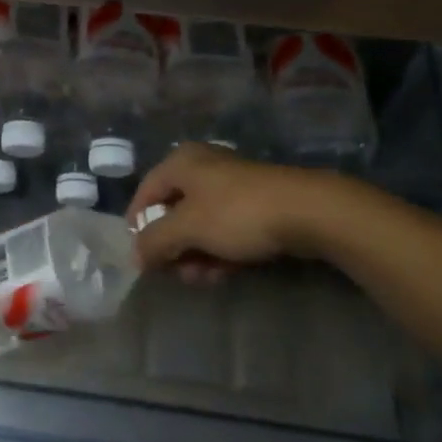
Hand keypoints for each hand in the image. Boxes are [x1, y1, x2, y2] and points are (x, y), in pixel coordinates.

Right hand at [127, 143, 340, 283]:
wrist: (307, 212)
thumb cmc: (236, 213)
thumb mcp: (188, 227)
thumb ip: (155, 241)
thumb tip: (134, 255)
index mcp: (181, 163)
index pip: (145, 193)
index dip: (138, 226)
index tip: (141, 258)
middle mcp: (202, 168)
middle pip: (173, 211)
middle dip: (173, 247)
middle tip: (178, 273)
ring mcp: (230, 186)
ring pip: (200, 224)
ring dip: (196, 254)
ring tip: (203, 279)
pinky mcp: (254, 205)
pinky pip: (225, 230)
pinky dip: (219, 251)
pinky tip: (223, 273)